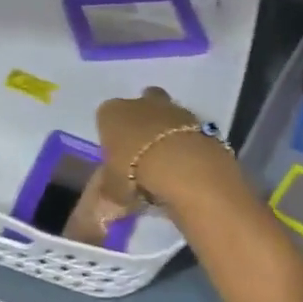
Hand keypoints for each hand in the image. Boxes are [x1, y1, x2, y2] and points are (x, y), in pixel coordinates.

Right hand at [95, 87, 237, 211]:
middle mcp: (138, 103)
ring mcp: (171, 108)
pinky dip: (185, 142)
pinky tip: (185, 164)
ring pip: (164, 115)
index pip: (105, 118)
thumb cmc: (134, 171)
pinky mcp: (198, 119)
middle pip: (138, 108)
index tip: (116, 157)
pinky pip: (186, 129)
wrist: (182, 166)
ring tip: (166, 162)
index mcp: (110, 113)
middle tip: (141, 153)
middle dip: (140, 124)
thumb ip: (109, 189)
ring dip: (165, 132)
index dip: (110, 137)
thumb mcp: (112, 188)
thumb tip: (105, 198)